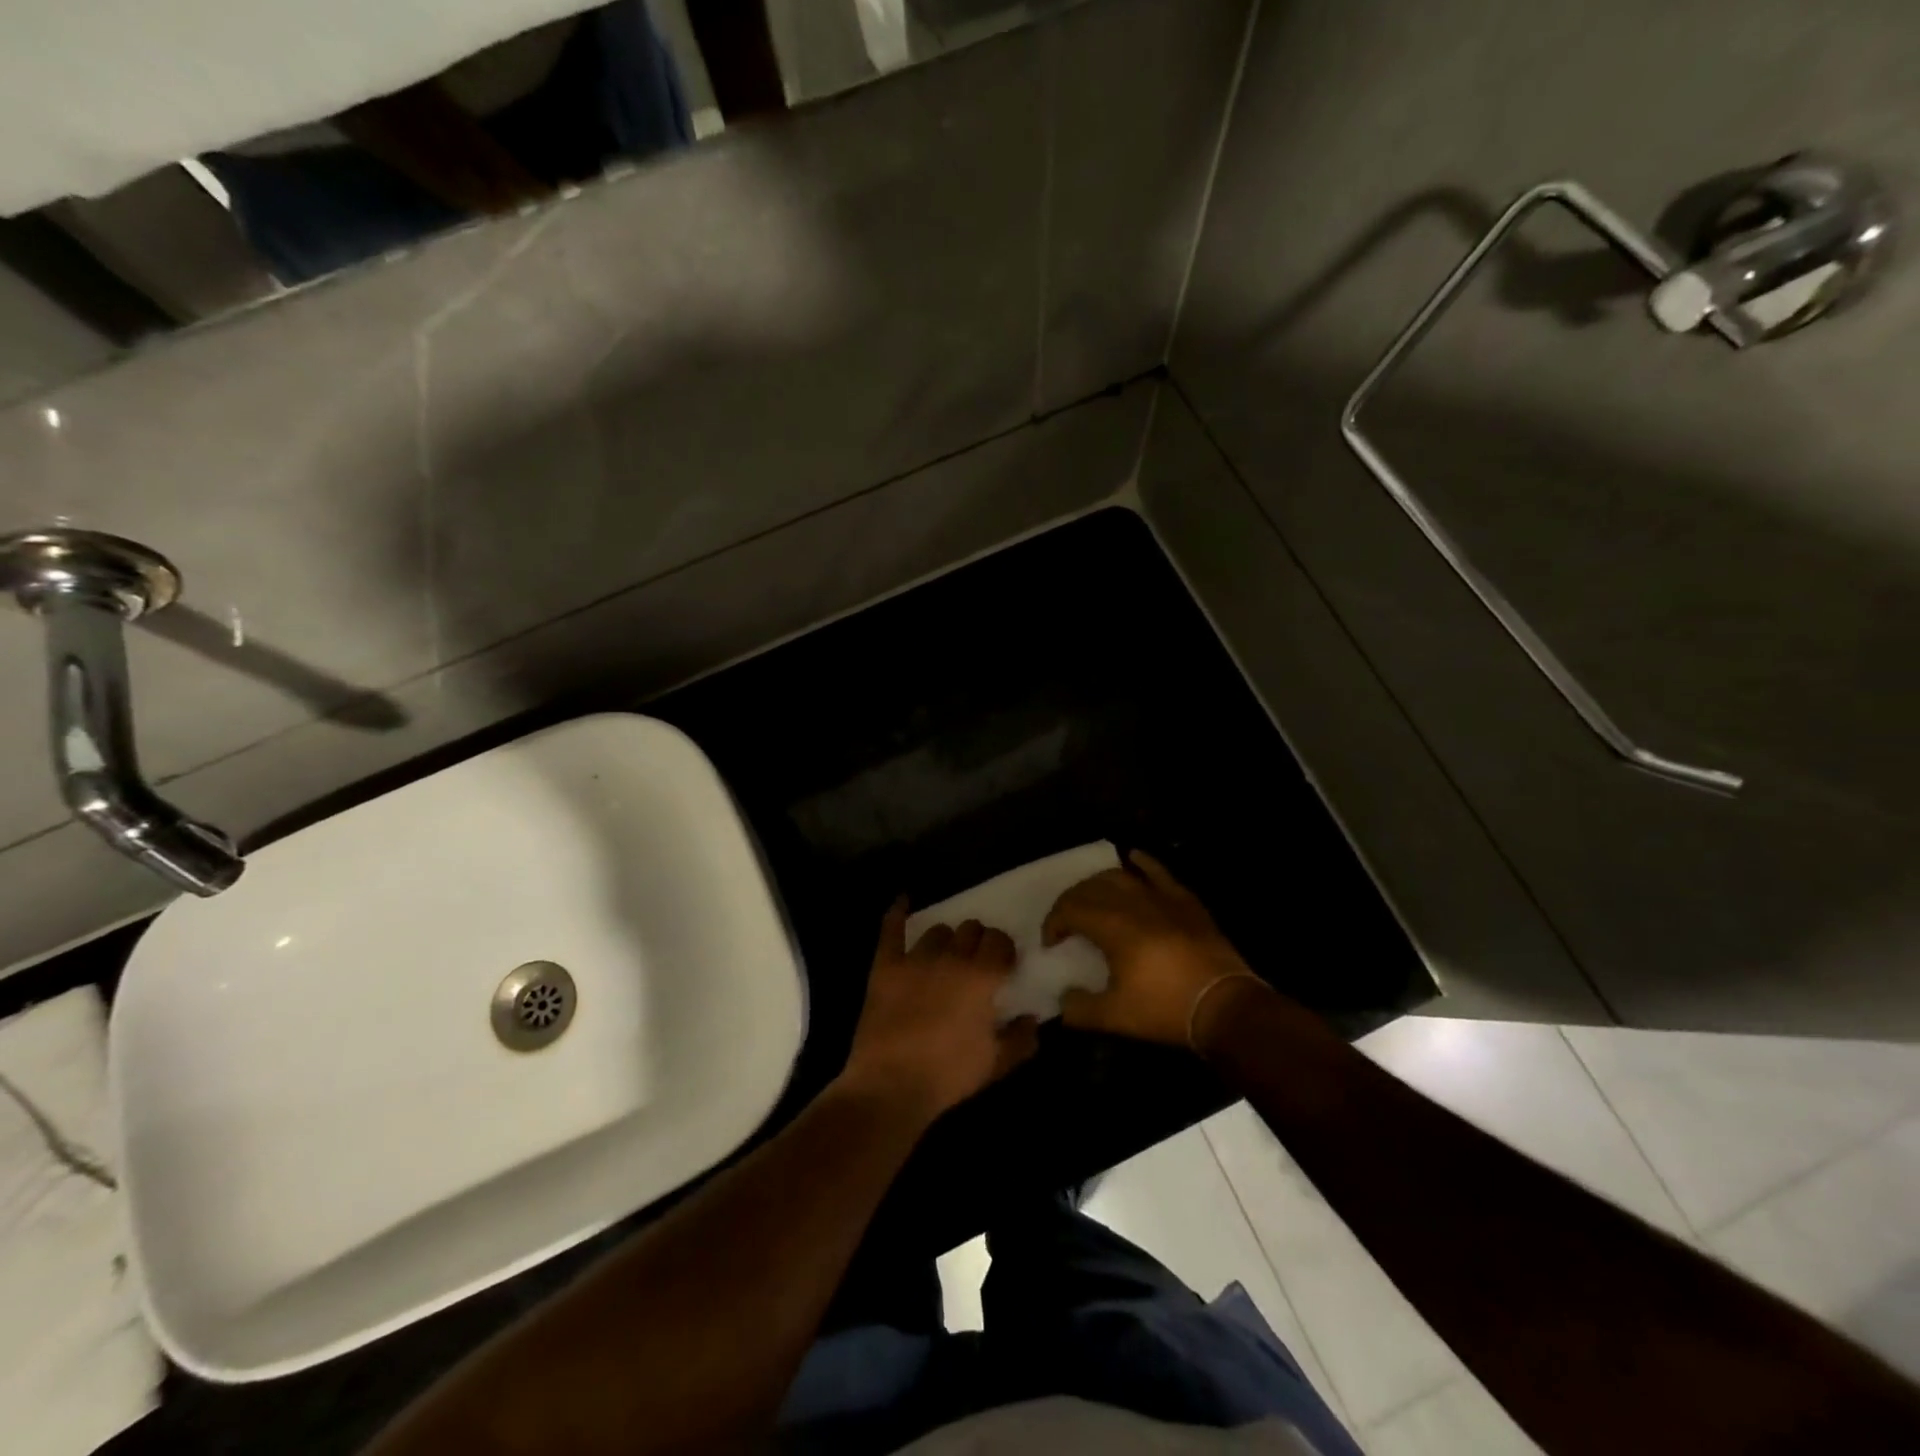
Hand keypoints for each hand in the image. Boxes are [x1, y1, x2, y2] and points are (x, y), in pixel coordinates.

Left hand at [839, 899, 1039, 1120]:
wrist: (891, 1085)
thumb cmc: (949, 1075)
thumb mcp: (996, 1063)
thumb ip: (1021, 1038)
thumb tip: (1033, 1018)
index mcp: (981, 977)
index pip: (1000, 942)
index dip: (1004, 949)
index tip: (1004, 963)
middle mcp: (951, 958)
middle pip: (970, 929)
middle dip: (978, 940)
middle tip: (976, 960)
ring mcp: (915, 959)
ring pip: (937, 930)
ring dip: (947, 938)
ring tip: (946, 953)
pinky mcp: (885, 966)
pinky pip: (891, 930)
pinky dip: (897, 913)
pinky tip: (903, 901)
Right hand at [1044, 850, 1269, 1047]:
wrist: (1224, 1006)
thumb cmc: (1165, 1009)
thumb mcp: (1115, 1018)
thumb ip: (1079, 1008)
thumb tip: (1064, 999)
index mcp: (1112, 927)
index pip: (1070, 909)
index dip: (1054, 923)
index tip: (1051, 943)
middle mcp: (1133, 903)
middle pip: (1090, 889)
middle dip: (1070, 902)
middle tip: (1066, 923)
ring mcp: (1161, 898)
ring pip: (1119, 876)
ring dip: (1097, 884)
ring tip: (1090, 898)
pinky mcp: (1184, 900)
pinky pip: (1159, 872)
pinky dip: (1142, 862)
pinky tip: (1132, 857)